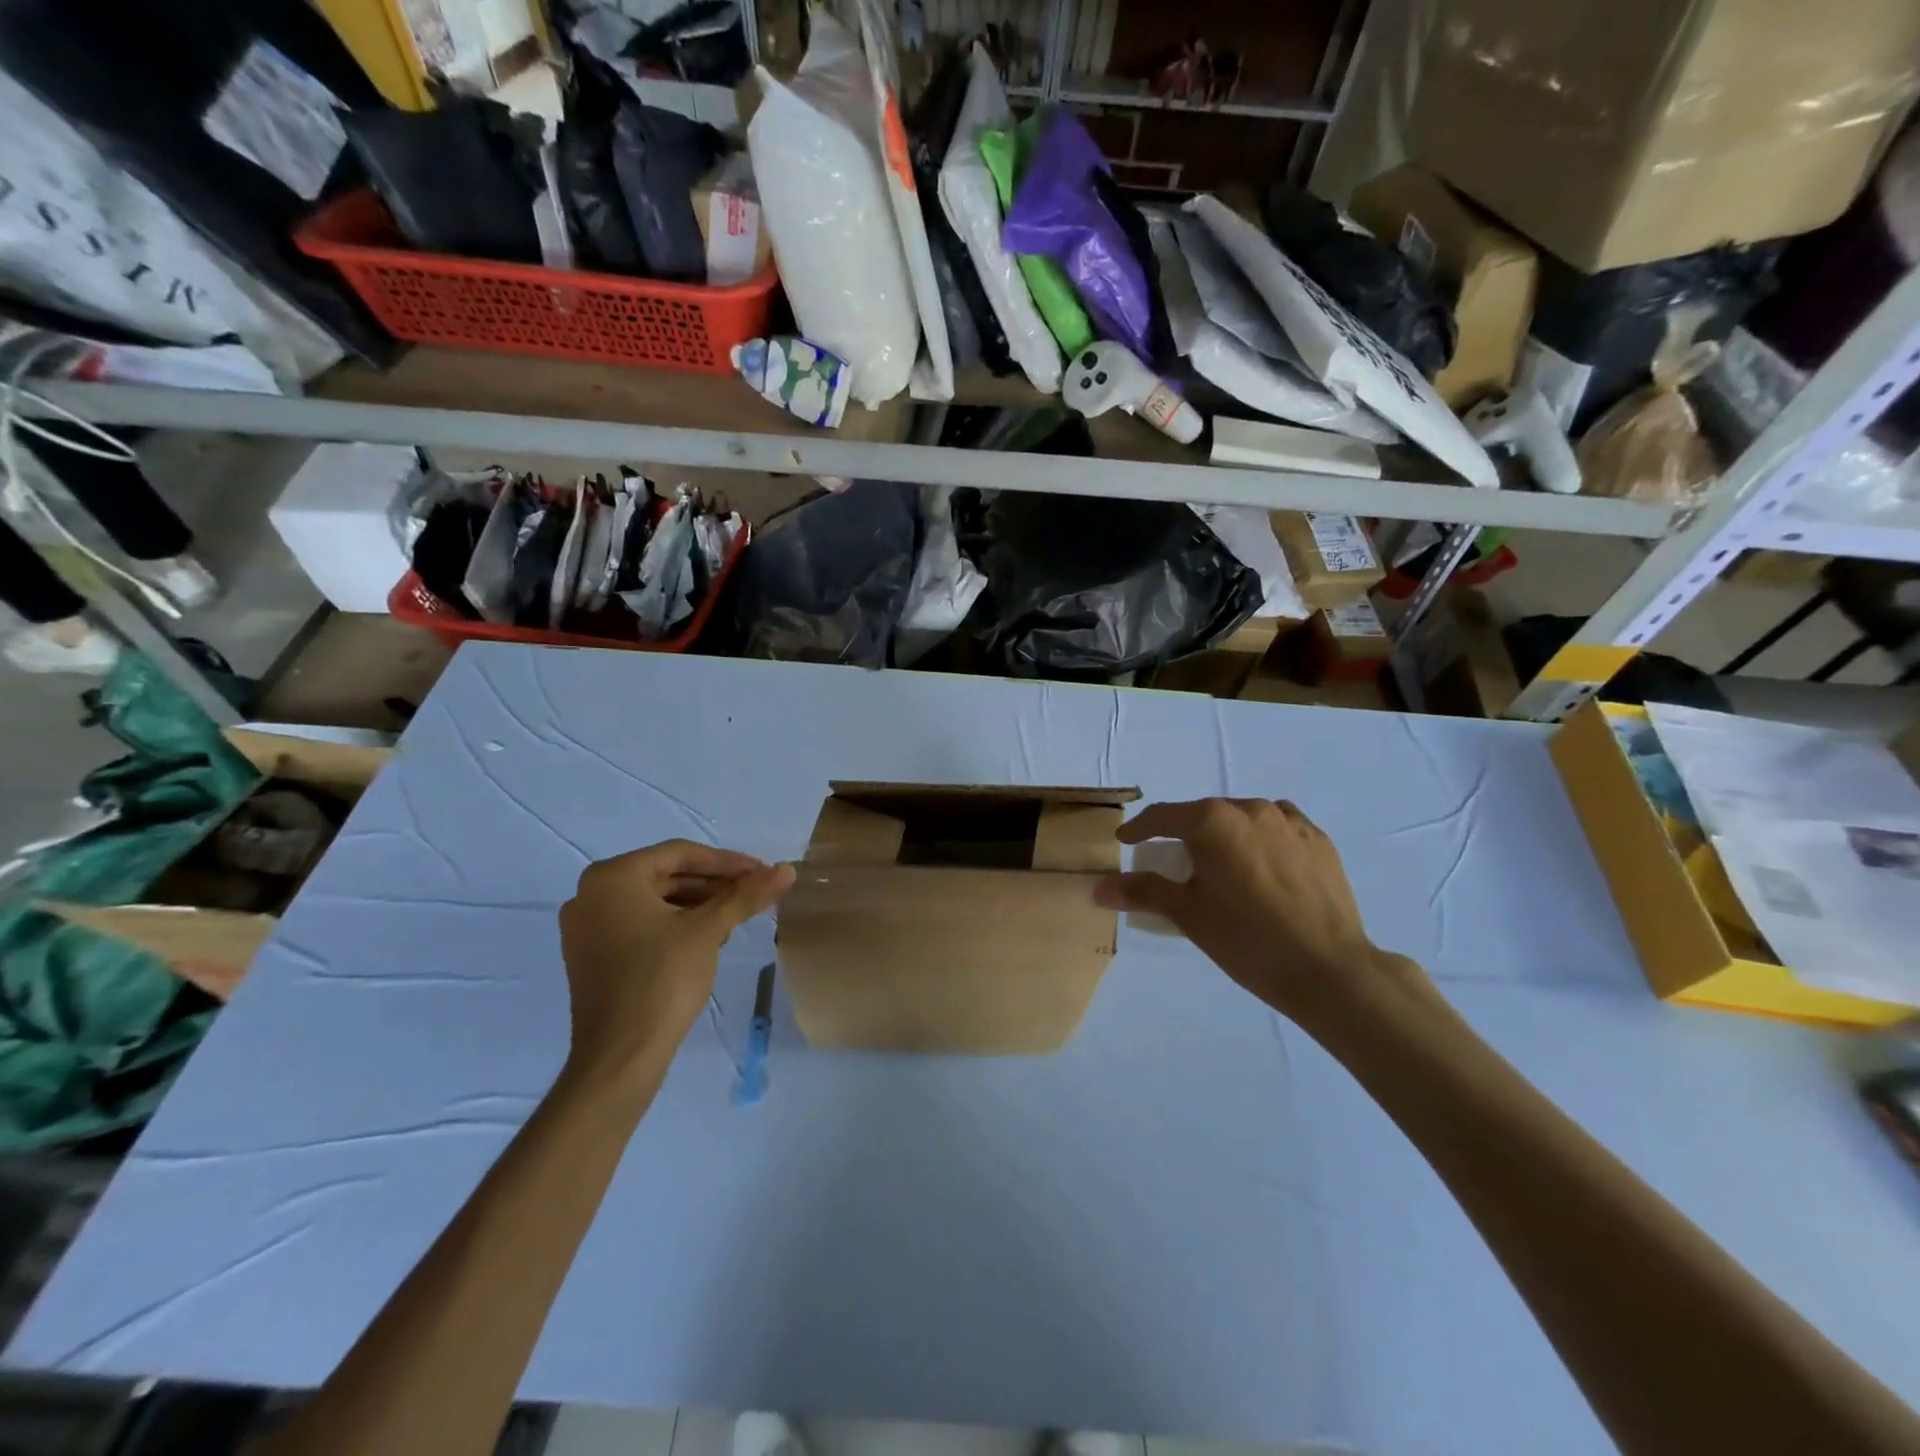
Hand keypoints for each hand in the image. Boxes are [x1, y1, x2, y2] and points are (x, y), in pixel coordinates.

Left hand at [558, 841, 793, 1092]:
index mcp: (612, 877)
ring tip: (739, 915)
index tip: (763, 873)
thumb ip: (746, 895)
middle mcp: (590, 893)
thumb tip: (787, 870)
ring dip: (699, 903)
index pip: (681, 854)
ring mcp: (587, 927)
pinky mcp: (592, 955)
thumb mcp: (708, 931)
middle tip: (755, 893)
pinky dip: (676, 923)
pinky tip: (709, 935)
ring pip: (655, 900)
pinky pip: (641, 923)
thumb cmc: (661, 980)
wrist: (620, 1058)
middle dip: (715, 884)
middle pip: (667, 875)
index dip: (728, 862)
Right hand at [1095, 799, 1421, 1026]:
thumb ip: (1142, 892)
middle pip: (1204, 815)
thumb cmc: (1247, 939)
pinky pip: (1278, 828)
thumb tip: (1098, 888)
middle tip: (1174, 863)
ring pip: (1243, 818)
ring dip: (1225, 835)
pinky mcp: (1319, 840)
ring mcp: (1289, 822)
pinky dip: (1261, 839)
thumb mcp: (1187, 914)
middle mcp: (1250, 809)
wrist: (1329, 969)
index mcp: (1213, 821)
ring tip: (1222, 866)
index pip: (1163, 816)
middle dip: (1184, 834)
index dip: (1140, 829)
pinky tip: (1261, 865)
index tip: (1126, 841)